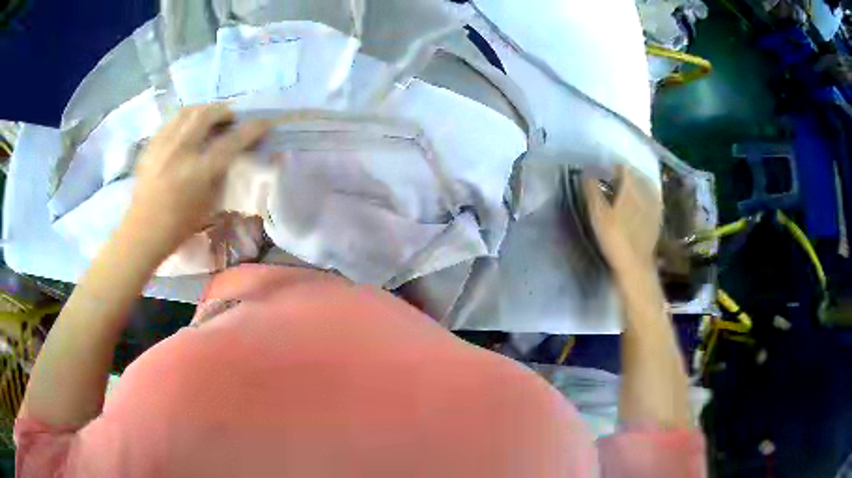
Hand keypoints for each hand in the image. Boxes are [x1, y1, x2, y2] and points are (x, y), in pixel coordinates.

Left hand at [127, 105, 270, 255]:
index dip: (252, 129)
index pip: (232, 141)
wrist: (143, 231)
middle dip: (225, 111)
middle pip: (208, 114)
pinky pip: (173, 120)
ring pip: (189, 111)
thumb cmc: (179, 225)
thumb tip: (232, 155)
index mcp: (199, 171)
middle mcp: (181, 151)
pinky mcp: (151, 145)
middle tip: (231, 119)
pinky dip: (186, 119)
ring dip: (205, 110)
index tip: (264, 122)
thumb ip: (221, 175)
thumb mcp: (209, 204)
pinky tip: (188, 129)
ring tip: (210, 118)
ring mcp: (163, 144)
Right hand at [583, 166, 661, 274]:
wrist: (635, 266)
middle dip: (626, 175)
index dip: (613, 168)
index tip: (604, 173)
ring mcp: (654, 206)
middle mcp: (645, 193)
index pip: (624, 168)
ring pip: (646, 187)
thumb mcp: (598, 215)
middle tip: (613, 182)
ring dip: (636, 185)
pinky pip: (652, 200)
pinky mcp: (657, 219)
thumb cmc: (614, 239)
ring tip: (626, 192)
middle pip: (637, 175)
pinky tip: (639, 206)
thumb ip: (592, 191)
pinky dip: (645, 198)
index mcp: (631, 188)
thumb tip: (587, 173)